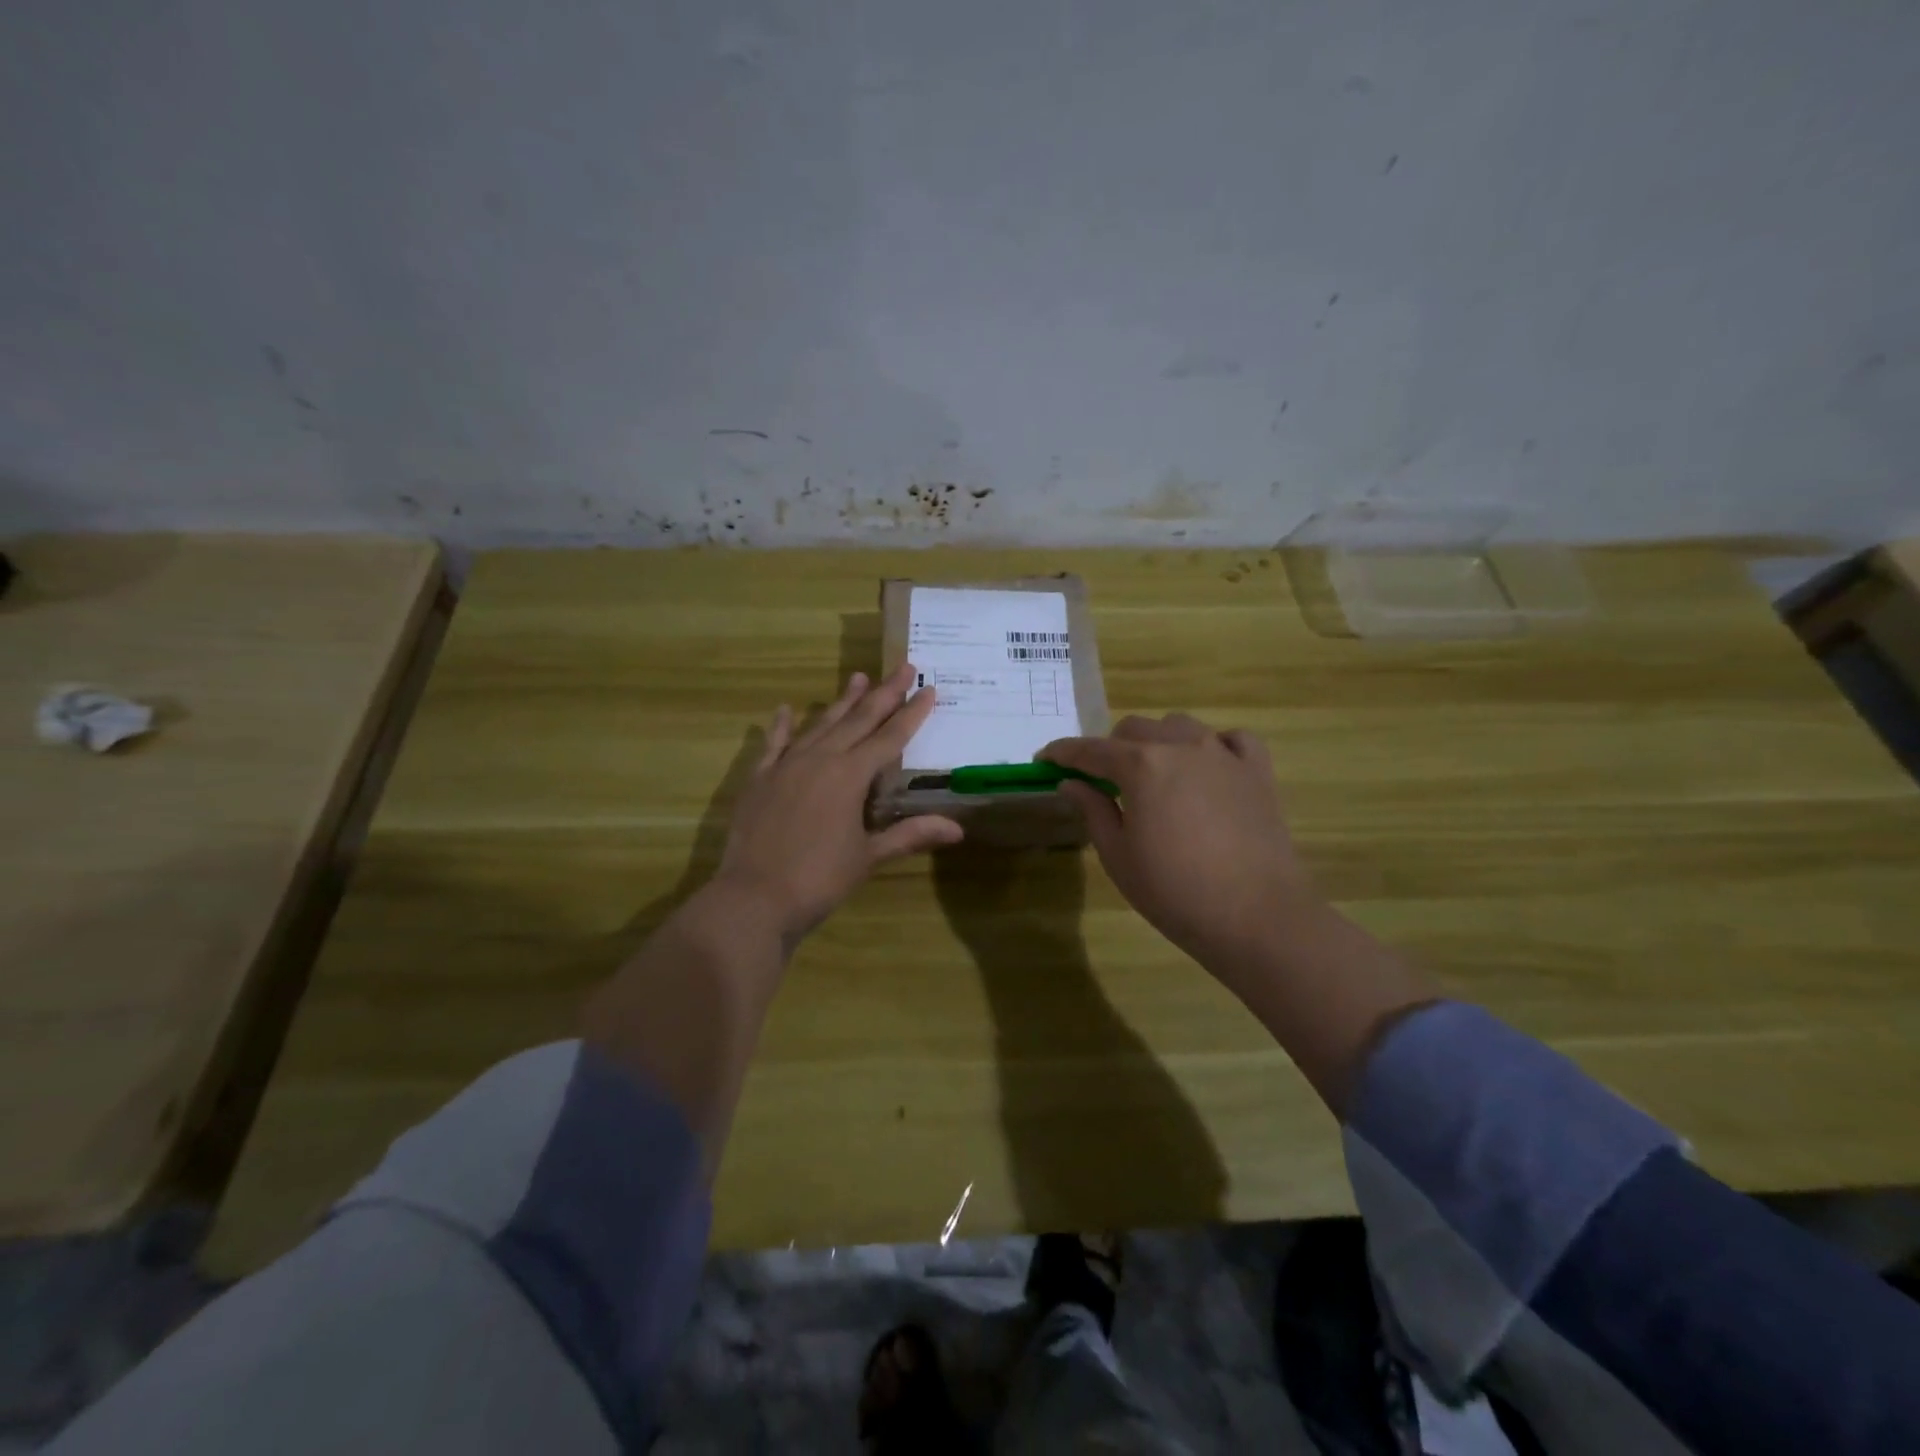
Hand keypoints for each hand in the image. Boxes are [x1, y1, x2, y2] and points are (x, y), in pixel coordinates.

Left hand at [713, 662, 963, 942]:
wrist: (754, 897)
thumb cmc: (819, 879)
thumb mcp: (868, 857)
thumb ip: (910, 834)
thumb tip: (958, 829)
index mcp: (850, 776)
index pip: (890, 737)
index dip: (912, 713)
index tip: (929, 688)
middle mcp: (821, 759)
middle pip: (858, 720)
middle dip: (883, 693)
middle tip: (902, 665)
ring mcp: (787, 766)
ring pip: (821, 725)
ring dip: (841, 701)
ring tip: (857, 677)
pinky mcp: (760, 779)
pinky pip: (774, 744)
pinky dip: (782, 726)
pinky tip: (786, 708)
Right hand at [1041, 714, 1319, 980]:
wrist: (1257, 917)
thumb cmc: (1175, 892)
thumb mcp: (1118, 856)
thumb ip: (1093, 810)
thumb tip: (1071, 782)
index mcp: (1141, 765)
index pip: (1091, 749)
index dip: (1064, 752)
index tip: (1046, 758)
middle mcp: (1181, 746)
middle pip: (1135, 729)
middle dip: (1111, 748)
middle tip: (1103, 780)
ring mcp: (1224, 754)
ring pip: (1180, 726)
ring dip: (1158, 742)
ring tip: (1154, 774)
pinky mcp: (1257, 771)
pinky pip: (1232, 739)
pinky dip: (1213, 745)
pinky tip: (1208, 768)